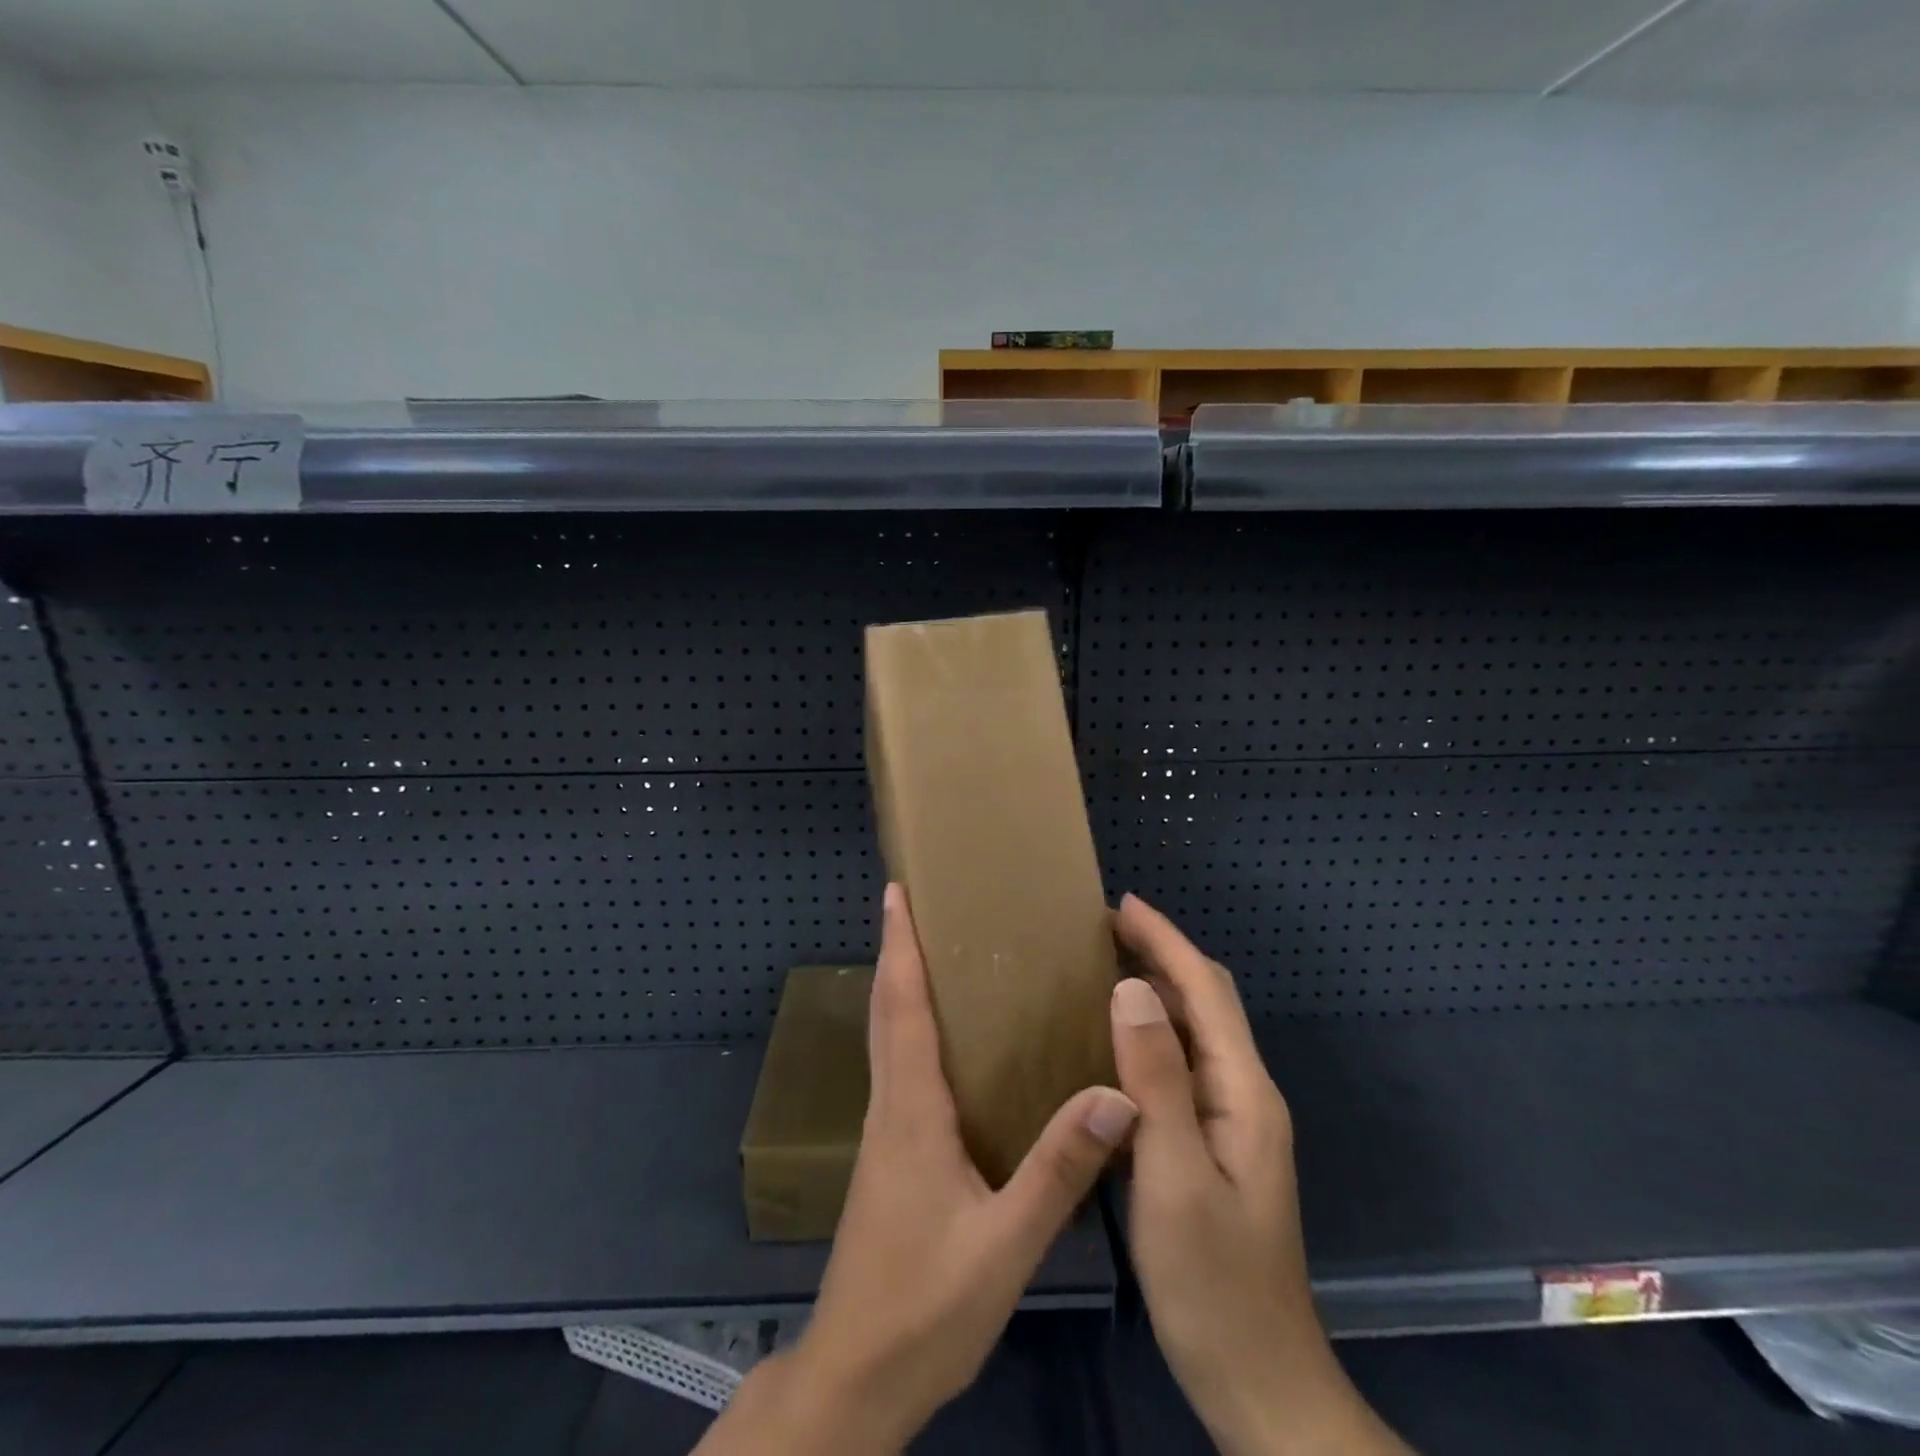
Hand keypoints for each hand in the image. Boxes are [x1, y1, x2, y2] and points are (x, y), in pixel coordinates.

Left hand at [700, 884, 1138, 1454]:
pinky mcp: (890, 1156)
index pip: (902, 1006)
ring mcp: (885, 1132)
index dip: (900, 945)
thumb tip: (1116, 1093)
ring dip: (900, 986)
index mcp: (912, 1110)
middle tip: (914, 904)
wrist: (857, 1376)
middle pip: (887, 1010)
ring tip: (931, 951)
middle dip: (896, 951)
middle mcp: (892, 1106)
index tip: (897, 892)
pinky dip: (910, 1029)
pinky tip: (944, 1041)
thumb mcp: (1005, 1244)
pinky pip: (899, 1070)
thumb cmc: (925, 1305)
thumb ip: (1059, 1169)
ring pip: (888, 1038)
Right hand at [1112, 895, 1406, 1455]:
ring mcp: (1229, 1123)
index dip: (1166, 940)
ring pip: (1190, 1033)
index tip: (1120, 904)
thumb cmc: (1214, 1284)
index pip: (1205, 990)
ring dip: (1153, 992)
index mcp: (1243, 1093)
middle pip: (1204, 1002)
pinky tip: (1109, 1045)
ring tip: (1099, 969)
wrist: (1259, 1383)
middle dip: (1161, 954)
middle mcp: (1243, 1095)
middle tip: (1101, 929)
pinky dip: (1146, 1037)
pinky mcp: (1210, 1147)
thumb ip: (1156, 1079)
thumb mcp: (1174, 1176)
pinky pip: (1176, 1069)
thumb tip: (1131, 988)